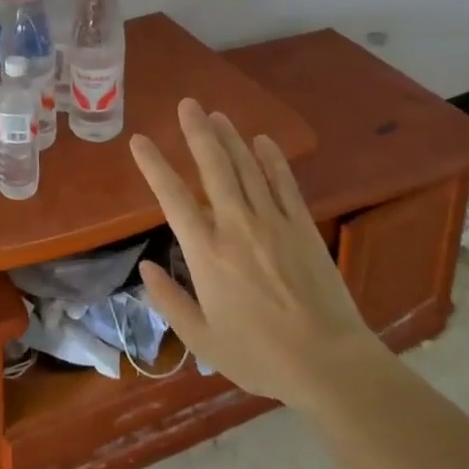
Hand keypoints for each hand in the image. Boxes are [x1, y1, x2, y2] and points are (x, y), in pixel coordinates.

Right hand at [131, 100, 378, 406]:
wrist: (328, 364)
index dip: (154, 165)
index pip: (173, 197)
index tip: (140, 141)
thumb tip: (144, 267)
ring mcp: (273, 222)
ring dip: (230, 138)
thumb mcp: (202, 339)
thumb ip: (169, 301)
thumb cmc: (259, 355)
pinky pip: (285, 184)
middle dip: (198, 132)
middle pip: (214, 168)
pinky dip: (272, 159)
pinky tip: (263, 140)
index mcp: (206, 253)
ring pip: (247, 168)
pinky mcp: (303, 227)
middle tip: (188, 104)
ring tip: (217, 114)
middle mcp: (236, 226)